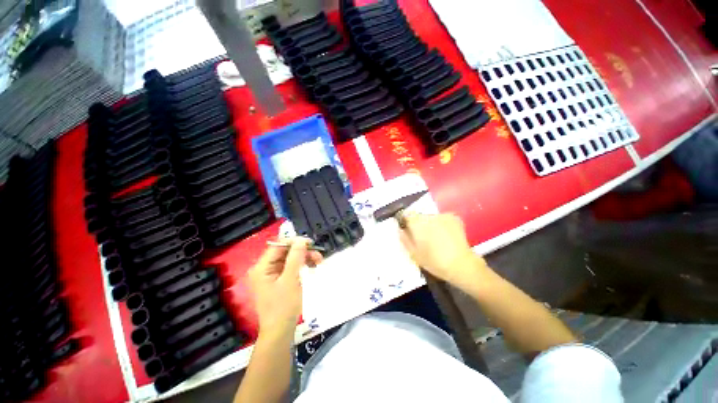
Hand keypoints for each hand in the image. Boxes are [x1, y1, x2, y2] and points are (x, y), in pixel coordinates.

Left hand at [248, 238, 322, 336]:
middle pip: (285, 251)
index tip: (311, 243)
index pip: (278, 245)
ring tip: (318, 261)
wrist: (280, 332)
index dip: (295, 242)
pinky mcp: (279, 280)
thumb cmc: (283, 306)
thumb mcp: (291, 280)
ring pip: (290, 258)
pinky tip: (312, 267)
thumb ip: (295, 257)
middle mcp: (265, 268)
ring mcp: (272, 274)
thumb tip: (301, 239)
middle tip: (318, 254)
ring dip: (304, 258)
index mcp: (262, 267)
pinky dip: (302, 265)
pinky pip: (291, 267)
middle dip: (302, 251)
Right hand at [399, 213, 488, 291]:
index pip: (407, 215)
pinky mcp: (454, 218)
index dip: (405, 222)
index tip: (408, 230)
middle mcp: (429, 216)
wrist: (462, 265)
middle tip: (423, 238)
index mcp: (418, 224)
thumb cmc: (434, 262)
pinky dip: (442, 225)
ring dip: (431, 225)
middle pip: (419, 217)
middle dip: (419, 225)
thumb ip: (405, 239)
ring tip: (436, 239)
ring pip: (431, 218)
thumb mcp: (414, 254)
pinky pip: (442, 219)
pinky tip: (446, 236)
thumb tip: (400, 230)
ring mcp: (443, 216)